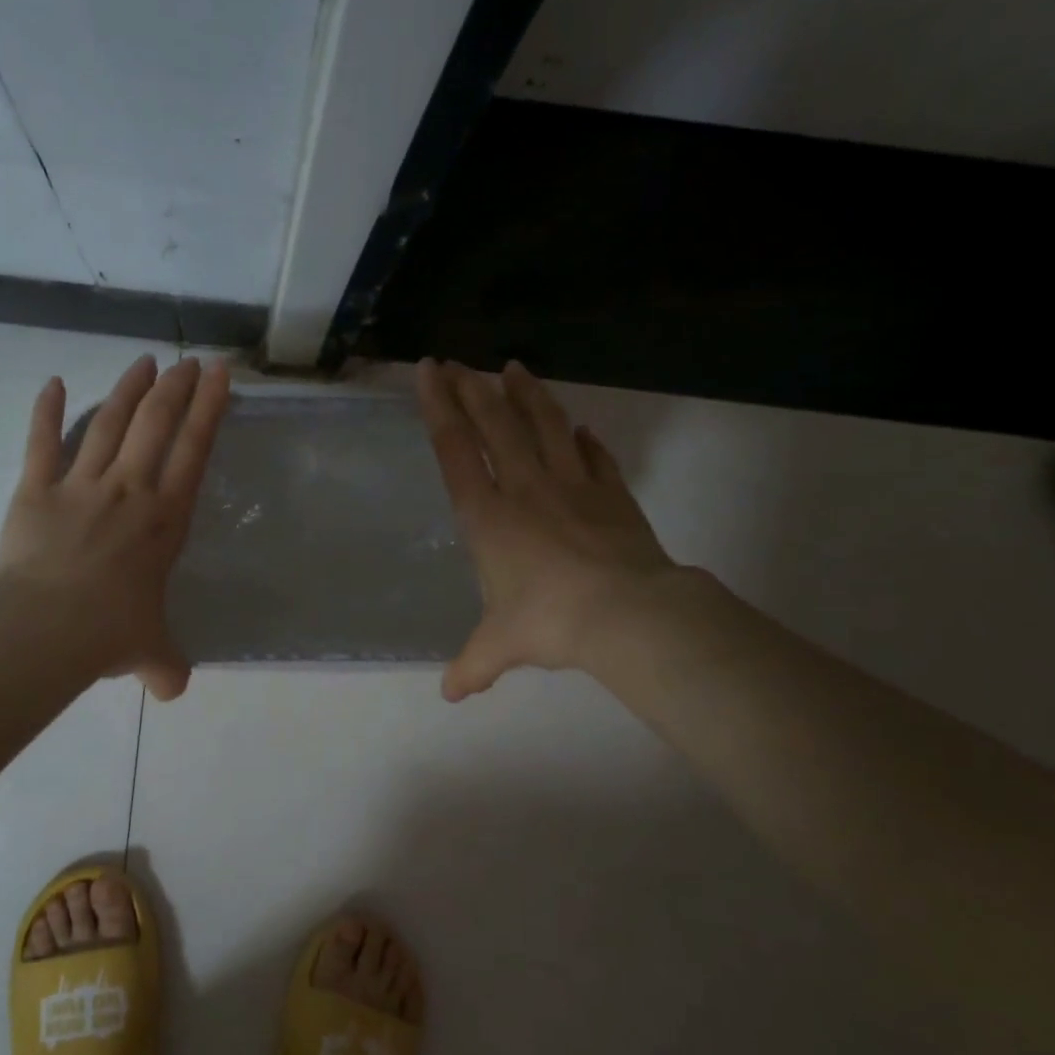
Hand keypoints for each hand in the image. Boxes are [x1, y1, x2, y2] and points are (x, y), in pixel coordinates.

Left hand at [0, 353, 230, 699]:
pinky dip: (46, 410)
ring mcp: (82, 484)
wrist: (47, 627)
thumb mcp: (150, 651)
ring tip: (144, 362)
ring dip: (128, 388)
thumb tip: (172, 691)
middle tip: (187, 362)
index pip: (194, 451)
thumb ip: (166, 665)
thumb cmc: (110, 632)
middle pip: (156, 423)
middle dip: (175, 387)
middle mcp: (130, 489)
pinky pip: (42, 442)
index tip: (218, 376)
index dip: (209, 409)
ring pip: (109, 422)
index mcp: (164, 519)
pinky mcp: (36, 488)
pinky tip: (51, 382)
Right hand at [416, 358, 675, 699]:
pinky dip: (584, 440)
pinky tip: (580, 429)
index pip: (455, 450)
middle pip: (495, 424)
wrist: (625, 614)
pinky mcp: (612, 495)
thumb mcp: (500, 646)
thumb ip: (473, 665)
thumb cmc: (548, 622)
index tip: (429, 372)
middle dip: (473, 388)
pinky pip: (595, 458)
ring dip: (527, 395)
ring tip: (515, 367)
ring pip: (544, 426)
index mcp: (488, 517)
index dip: (438, 407)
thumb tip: (452, 694)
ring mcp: (572, 486)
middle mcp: (525, 489)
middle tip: (459, 361)